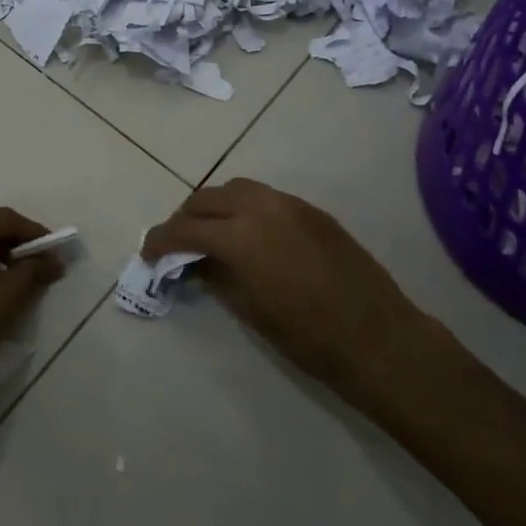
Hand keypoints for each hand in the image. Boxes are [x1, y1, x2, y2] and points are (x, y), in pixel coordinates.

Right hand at [142, 179, 451, 407]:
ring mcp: (290, 204)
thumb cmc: (308, 336)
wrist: (378, 337)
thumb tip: (195, 262)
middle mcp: (261, 207)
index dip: (160, 240)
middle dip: (185, 218)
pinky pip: (265, 197)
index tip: (147, 253)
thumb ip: (216, 276)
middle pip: (207, 198)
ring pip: (237, 189)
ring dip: (214, 205)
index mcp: (241, 236)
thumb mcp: (250, 310)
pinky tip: (245, 233)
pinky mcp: (312, 210)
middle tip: (175, 243)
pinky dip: (243, 207)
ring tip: (207, 232)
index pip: (186, 229)